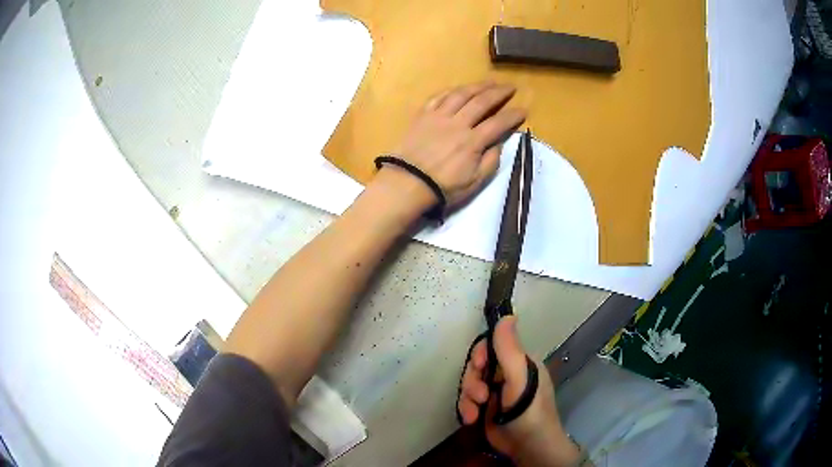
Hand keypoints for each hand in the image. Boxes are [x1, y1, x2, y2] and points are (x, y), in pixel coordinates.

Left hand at [372, 82, 525, 214]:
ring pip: (461, 94)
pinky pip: (439, 97)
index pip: (498, 123)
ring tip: (489, 82)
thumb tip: (498, 144)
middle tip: (510, 87)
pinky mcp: (423, 115)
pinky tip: (459, 89)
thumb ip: (490, 162)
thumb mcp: (474, 183)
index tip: (523, 110)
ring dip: (477, 86)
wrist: (407, 183)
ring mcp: (439, 116)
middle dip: (499, 93)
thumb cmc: (442, 187)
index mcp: (473, 141)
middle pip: (482, 101)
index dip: (513, 115)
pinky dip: (452, 90)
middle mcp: (458, 123)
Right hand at [458, 317, 582, 466]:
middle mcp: (506, 374)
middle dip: (472, 382)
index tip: (478, 366)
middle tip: (480, 396)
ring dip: (468, 399)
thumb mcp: (520, 379)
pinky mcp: (485, 408)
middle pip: (476, 366)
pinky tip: (471, 420)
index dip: (480, 353)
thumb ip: (510, 350)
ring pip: (469, 384)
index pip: (492, 346)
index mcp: (518, 363)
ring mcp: (495, 392)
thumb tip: (507, 316)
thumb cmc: (529, 411)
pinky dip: (466, 409)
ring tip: (474, 413)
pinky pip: (467, 401)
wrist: (527, 448)